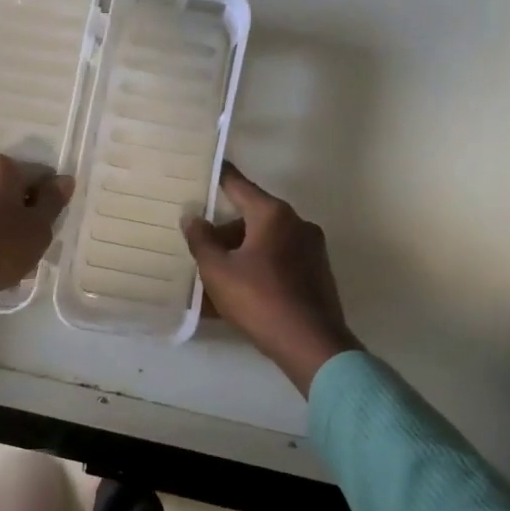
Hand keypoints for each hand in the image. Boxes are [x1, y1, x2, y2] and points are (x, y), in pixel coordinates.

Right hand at [182, 162, 359, 395]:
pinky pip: (280, 260)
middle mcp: (297, 223)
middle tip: (199, 244)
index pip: (239, 185)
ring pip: (266, 240)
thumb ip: (201, 240)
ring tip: (215, 273)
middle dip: (225, 230)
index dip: (220, 176)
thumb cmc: (260, 300)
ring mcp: (312, 249)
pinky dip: (259, 266)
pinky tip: (240, 289)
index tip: (206, 165)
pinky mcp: (318, 273)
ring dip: (241, 251)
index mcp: (273, 215)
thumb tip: (192, 216)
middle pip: (252, 216)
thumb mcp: (218, 271)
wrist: (312, 345)